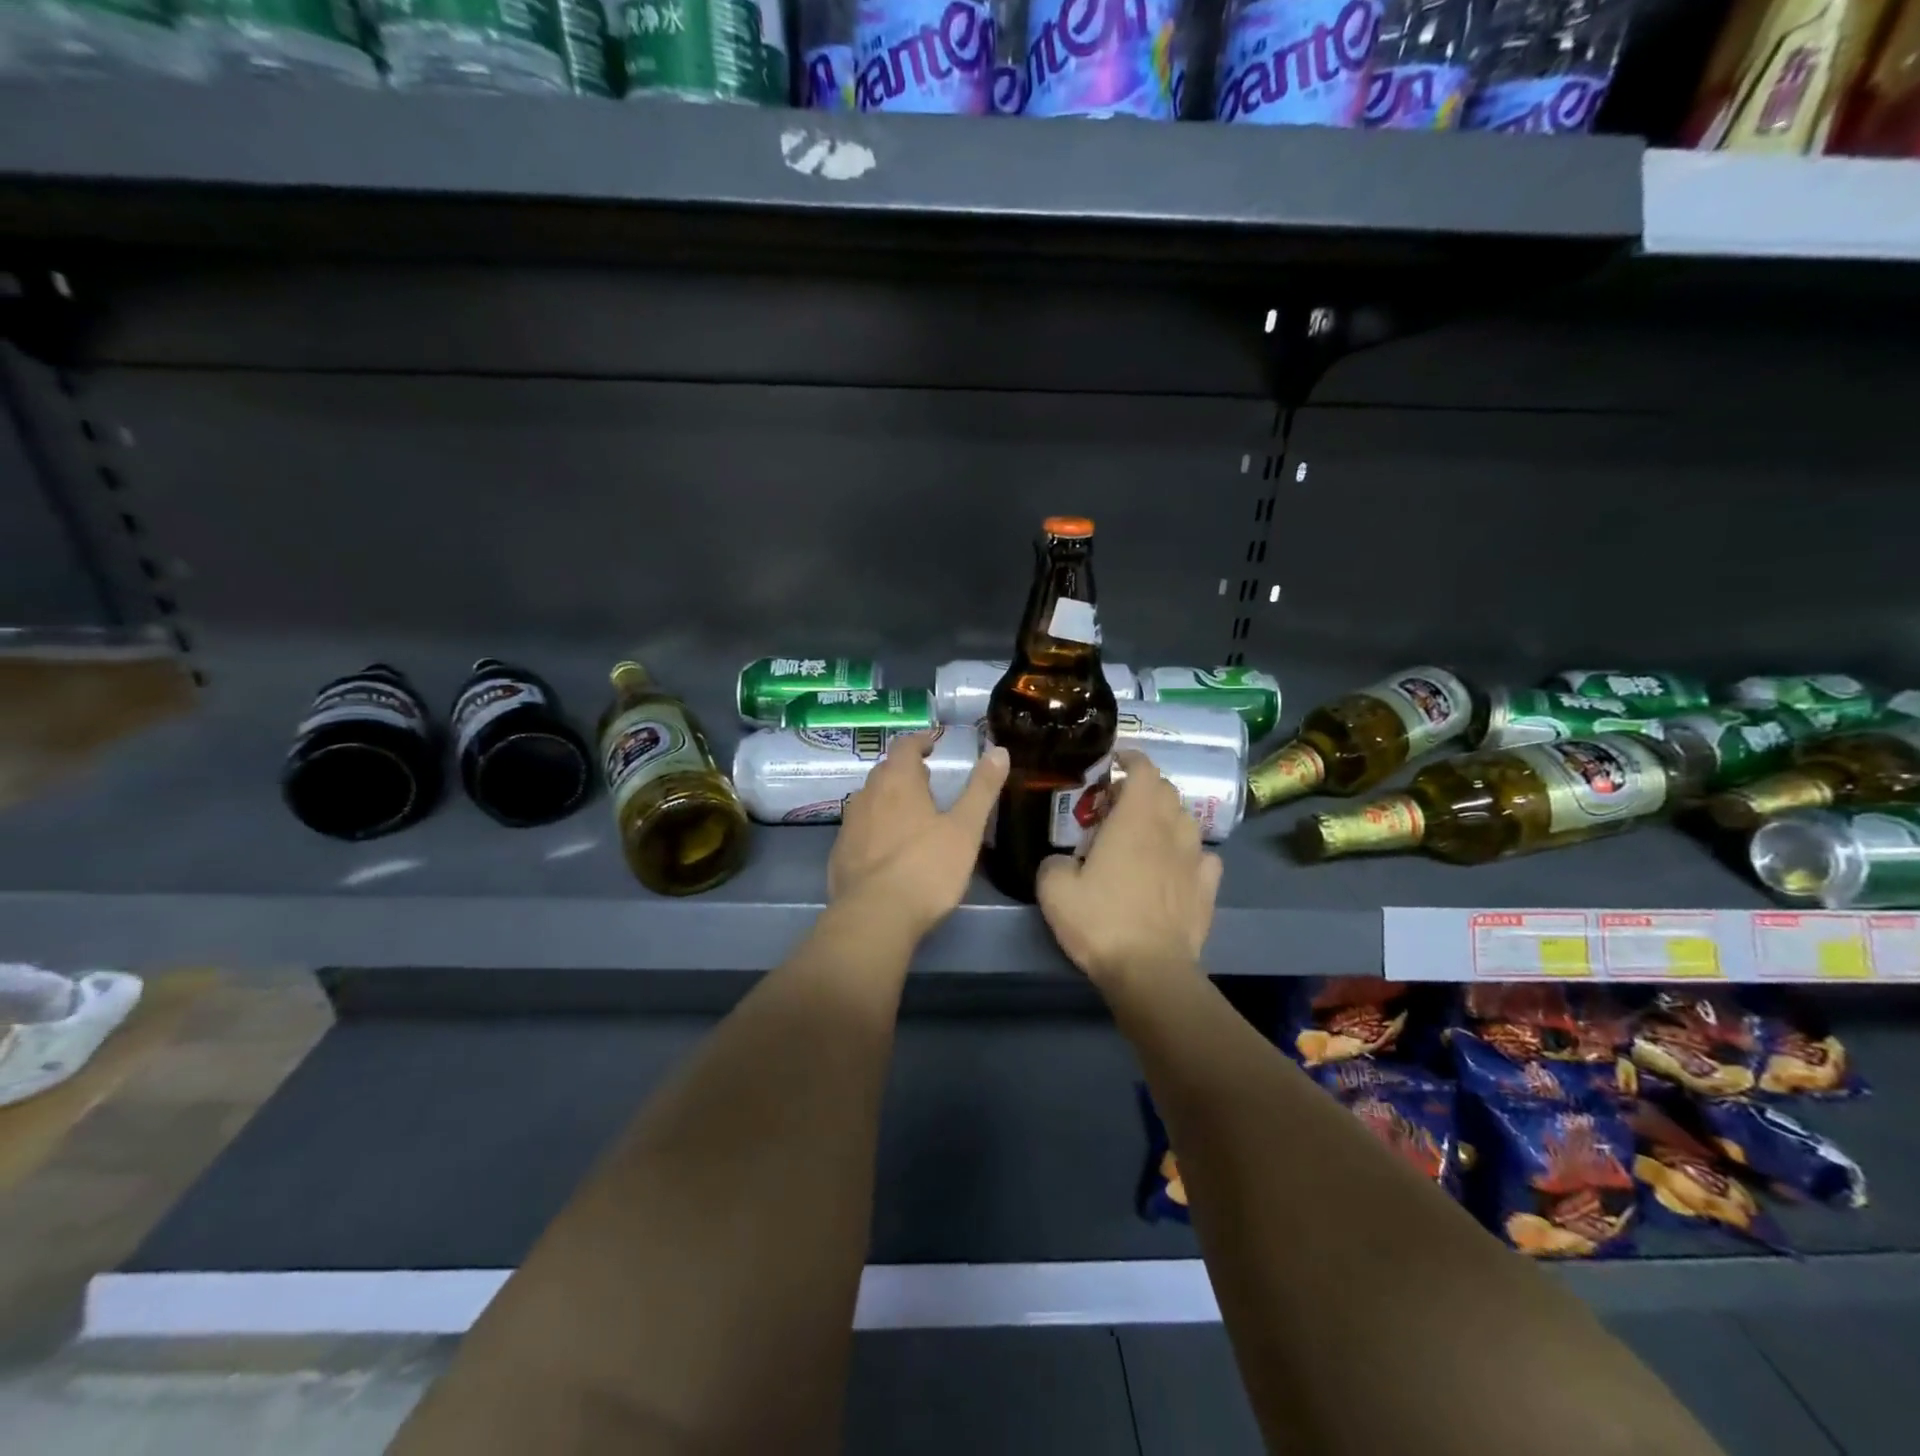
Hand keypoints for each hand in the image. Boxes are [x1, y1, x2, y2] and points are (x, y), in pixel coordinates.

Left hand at [828, 731, 1008, 940]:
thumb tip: (999, 750)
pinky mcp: (840, 853)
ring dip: (888, 798)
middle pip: (885, 771)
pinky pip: (859, 828)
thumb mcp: (965, 829)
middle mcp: (867, 795)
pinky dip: (875, 826)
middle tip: (927, 779)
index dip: (919, 742)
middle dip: (905, 770)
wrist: (874, 917)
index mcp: (898, 782)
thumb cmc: (926, 868)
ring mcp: (849, 824)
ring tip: (910, 812)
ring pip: (869, 799)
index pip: (904, 746)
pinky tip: (888, 847)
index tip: (932, 745)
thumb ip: (982, 789)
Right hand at [1036, 750, 1221, 988]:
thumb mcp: (1054, 889)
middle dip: (1146, 787)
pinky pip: (1204, 857)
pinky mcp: (1207, 888)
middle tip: (1120, 802)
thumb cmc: (1100, 920)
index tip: (1115, 762)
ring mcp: (1194, 859)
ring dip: (1168, 816)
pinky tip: (1176, 866)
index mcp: (1135, 820)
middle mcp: (1170, 830)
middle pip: (1167, 791)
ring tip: (1148, 832)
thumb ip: (1054, 861)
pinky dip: (1189, 852)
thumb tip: (1062, 859)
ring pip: (1187, 820)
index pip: (1144, 770)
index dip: (1131, 758)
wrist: (1148, 969)